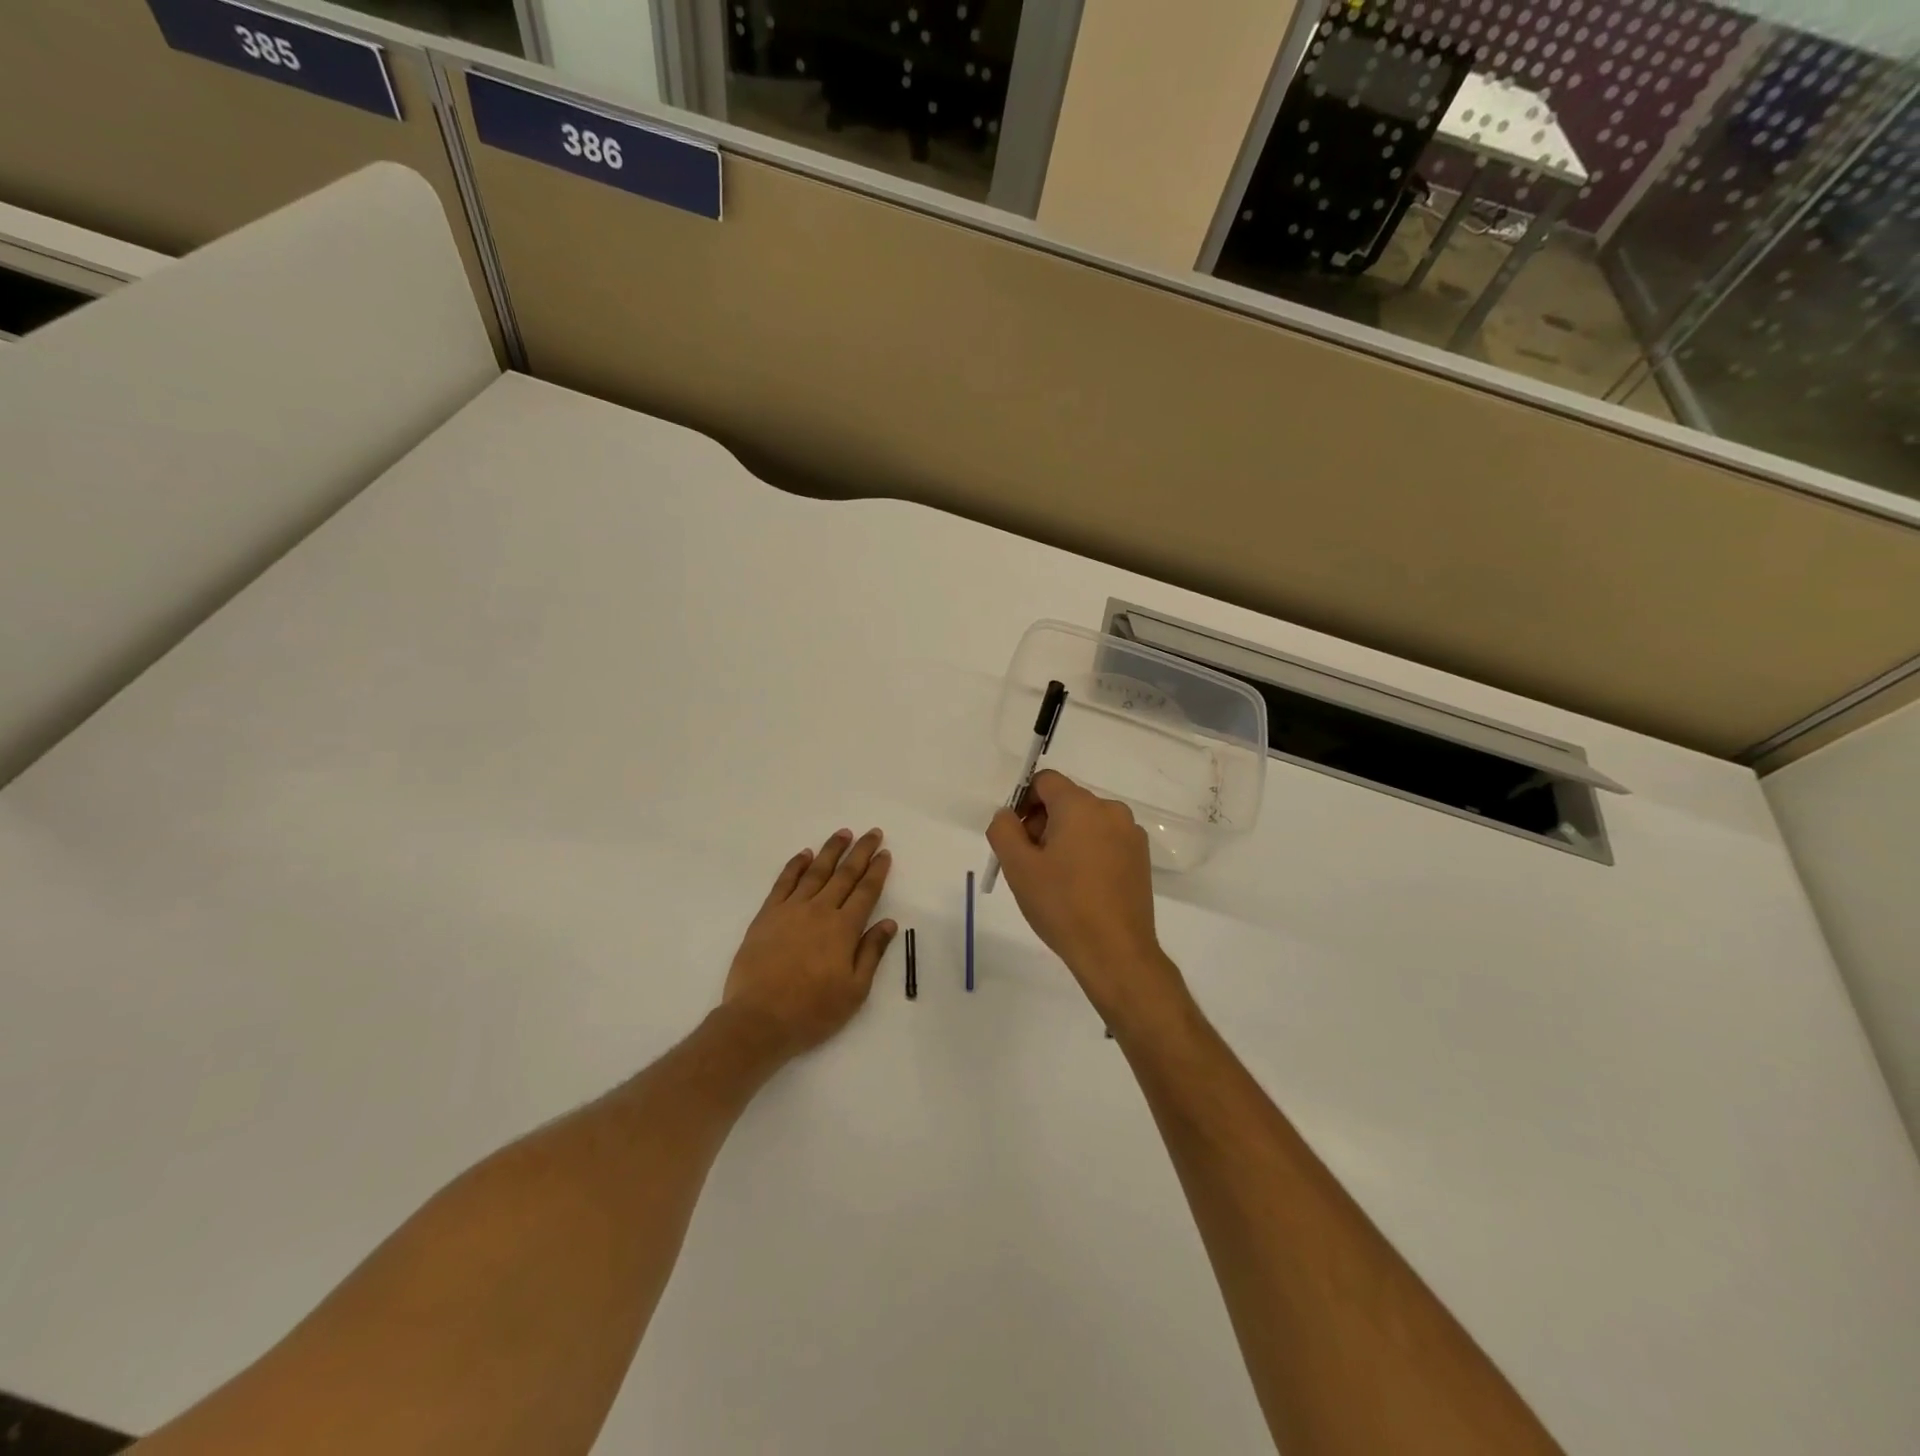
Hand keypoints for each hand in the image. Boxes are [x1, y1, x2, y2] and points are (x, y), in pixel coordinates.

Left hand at [720, 828, 896, 1060]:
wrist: (759, 1019)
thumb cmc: (812, 1011)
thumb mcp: (854, 990)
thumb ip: (871, 952)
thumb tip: (888, 923)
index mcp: (844, 929)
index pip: (866, 891)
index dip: (877, 871)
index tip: (885, 853)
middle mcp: (820, 911)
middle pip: (845, 875)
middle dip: (861, 852)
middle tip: (872, 832)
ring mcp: (791, 910)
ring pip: (815, 872)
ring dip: (831, 851)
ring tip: (843, 834)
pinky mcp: (767, 915)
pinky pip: (783, 882)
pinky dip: (795, 866)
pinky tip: (804, 854)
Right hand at [985, 771, 1189, 1029]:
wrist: (1115, 952)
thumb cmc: (1062, 905)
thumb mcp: (1018, 867)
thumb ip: (1003, 829)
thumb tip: (1008, 815)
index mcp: (1080, 805)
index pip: (1045, 781)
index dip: (1023, 802)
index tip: (1016, 837)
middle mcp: (1110, 810)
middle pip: (1066, 801)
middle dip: (1043, 823)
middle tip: (1031, 864)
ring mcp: (1130, 834)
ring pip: (1086, 822)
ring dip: (1064, 840)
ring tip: (1055, 880)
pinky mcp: (1141, 858)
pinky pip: (1105, 841)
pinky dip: (1087, 853)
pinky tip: (1080, 888)